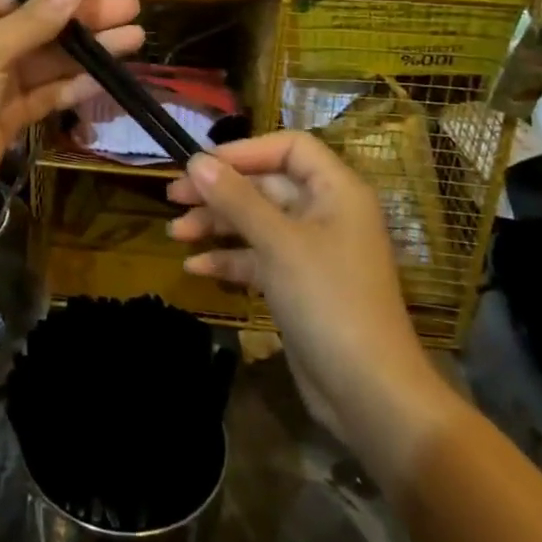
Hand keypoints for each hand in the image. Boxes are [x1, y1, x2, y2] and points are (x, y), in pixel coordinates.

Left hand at [0, 0, 142, 248]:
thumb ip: (33, 22)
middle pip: (40, 22)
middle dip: (84, 16)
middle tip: (133, 8)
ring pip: (49, 58)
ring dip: (89, 50)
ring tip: (135, 38)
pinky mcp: (6, 115)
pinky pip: (46, 92)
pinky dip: (74, 85)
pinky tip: (108, 77)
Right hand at [167, 132, 456, 466]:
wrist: (369, 393)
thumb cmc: (329, 301)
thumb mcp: (278, 243)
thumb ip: (236, 198)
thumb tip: (196, 160)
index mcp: (336, 191)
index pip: (289, 148)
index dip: (245, 151)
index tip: (201, 163)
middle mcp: (326, 213)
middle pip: (266, 185)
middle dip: (220, 190)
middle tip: (173, 196)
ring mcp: (312, 251)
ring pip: (257, 222)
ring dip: (217, 224)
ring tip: (174, 233)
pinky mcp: (298, 285)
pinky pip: (258, 258)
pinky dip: (229, 259)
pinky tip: (195, 267)